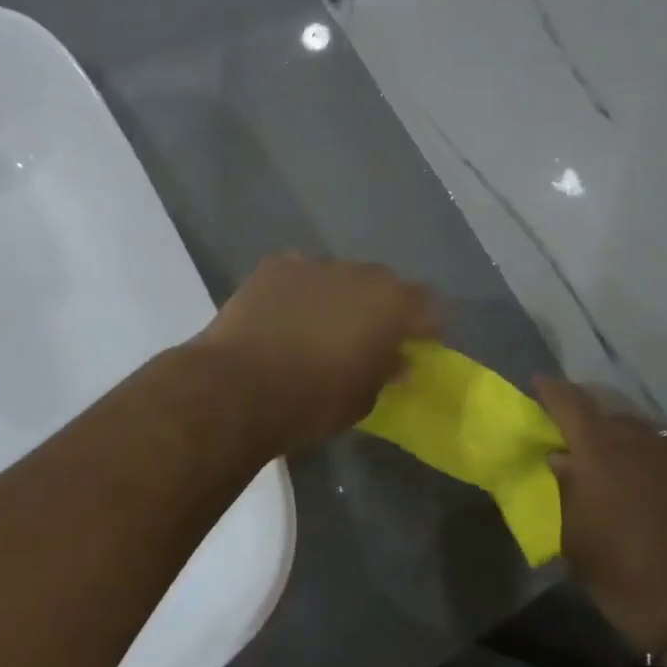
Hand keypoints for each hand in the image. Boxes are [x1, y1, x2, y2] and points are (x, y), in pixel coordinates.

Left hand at [191, 253, 440, 454]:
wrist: (237, 387)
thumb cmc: (312, 402)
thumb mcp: (363, 399)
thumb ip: (386, 372)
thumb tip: (396, 360)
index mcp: (392, 305)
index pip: (428, 304)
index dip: (423, 326)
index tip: (414, 347)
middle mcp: (359, 274)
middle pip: (383, 284)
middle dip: (380, 308)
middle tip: (366, 338)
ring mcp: (314, 264)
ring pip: (339, 277)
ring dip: (338, 298)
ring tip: (319, 328)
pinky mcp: (275, 266)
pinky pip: (300, 275)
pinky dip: (300, 292)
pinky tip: (284, 317)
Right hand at [533, 378, 666, 656]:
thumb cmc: (626, 578)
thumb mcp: (575, 539)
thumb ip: (565, 489)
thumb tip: (562, 459)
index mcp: (600, 449)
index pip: (570, 400)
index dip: (550, 391)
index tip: (536, 387)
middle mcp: (641, 440)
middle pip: (606, 413)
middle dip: (585, 419)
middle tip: (571, 439)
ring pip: (640, 432)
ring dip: (619, 440)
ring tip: (610, 464)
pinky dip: (649, 460)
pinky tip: (647, 486)